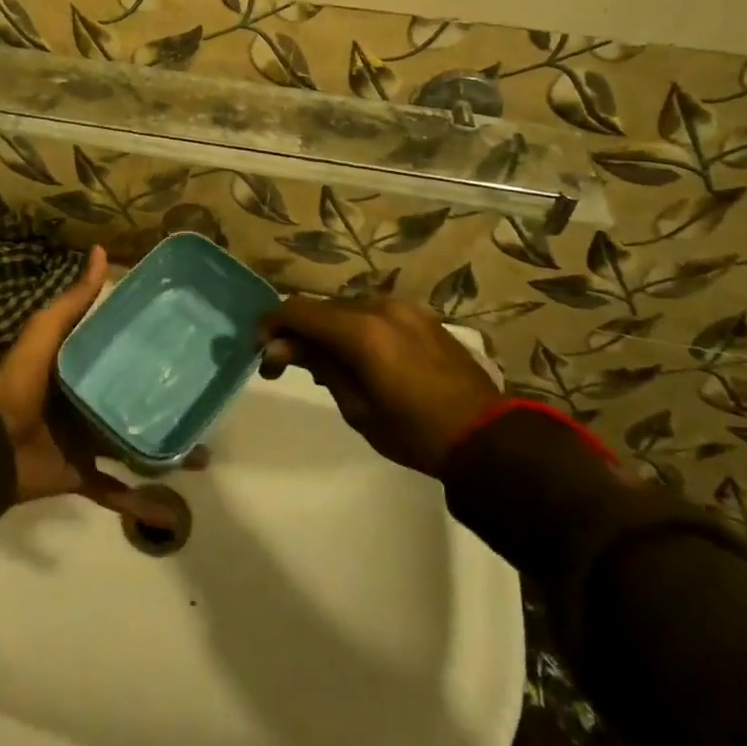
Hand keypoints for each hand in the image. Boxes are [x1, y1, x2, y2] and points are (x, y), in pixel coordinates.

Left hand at [0, 246, 176, 524]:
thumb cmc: (21, 381)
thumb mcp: (47, 330)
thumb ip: (74, 299)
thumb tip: (100, 251)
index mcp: (78, 368)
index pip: (120, 355)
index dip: (149, 349)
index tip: (186, 346)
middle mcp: (85, 402)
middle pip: (131, 400)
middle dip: (164, 402)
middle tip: (202, 401)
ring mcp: (84, 441)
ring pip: (132, 445)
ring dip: (162, 450)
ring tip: (200, 452)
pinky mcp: (80, 474)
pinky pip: (114, 490)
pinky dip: (138, 503)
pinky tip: (170, 508)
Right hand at [257, 296, 501, 477]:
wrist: (487, 438)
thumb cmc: (415, 433)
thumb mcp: (357, 408)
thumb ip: (319, 366)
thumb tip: (279, 345)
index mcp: (362, 332)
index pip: (299, 311)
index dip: (272, 324)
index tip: (258, 347)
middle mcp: (380, 308)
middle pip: (322, 308)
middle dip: (298, 330)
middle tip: (282, 363)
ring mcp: (404, 308)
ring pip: (347, 309)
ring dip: (328, 329)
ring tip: (325, 365)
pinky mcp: (421, 316)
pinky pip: (374, 314)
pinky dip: (355, 329)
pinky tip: (359, 357)